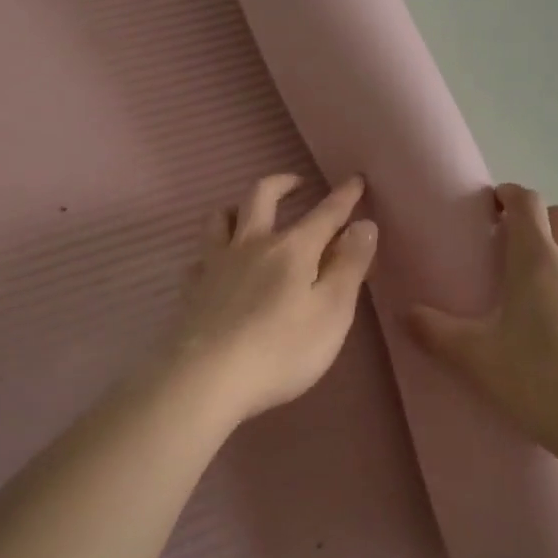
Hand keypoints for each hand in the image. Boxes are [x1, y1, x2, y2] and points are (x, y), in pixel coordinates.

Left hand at [153, 173, 377, 423]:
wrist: (205, 379)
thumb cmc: (281, 350)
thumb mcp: (331, 312)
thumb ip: (349, 266)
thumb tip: (364, 224)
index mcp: (292, 249)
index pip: (325, 213)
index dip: (344, 196)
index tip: (356, 179)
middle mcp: (252, 244)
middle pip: (263, 196)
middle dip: (283, 183)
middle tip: (297, 183)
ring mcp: (216, 263)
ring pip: (222, 216)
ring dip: (240, 206)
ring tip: (250, 214)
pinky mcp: (193, 287)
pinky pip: (202, 254)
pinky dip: (214, 249)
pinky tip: (219, 264)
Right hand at [409, 184, 557, 467]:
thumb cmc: (539, 379)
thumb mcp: (475, 357)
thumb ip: (435, 331)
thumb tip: (406, 313)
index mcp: (538, 259)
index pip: (526, 202)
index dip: (507, 195)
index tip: (489, 206)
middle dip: (534, 218)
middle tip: (507, 242)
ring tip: (534, 279)